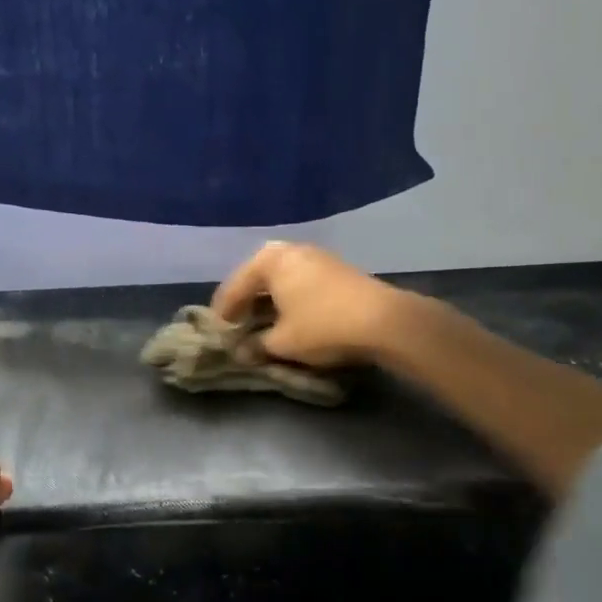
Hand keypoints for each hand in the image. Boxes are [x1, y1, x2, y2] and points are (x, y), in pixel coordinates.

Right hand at [212, 241, 408, 367]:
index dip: (223, 313)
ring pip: (280, 279)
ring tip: (262, 324)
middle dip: (246, 303)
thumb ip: (256, 345)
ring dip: (269, 301)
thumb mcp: (283, 342)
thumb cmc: (323, 326)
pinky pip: (300, 282)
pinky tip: (290, 317)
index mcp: (268, 260)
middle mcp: (289, 250)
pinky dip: (289, 298)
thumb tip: (241, 351)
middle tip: (237, 326)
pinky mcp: (335, 268)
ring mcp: (315, 256)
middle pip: (257, 278)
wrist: (385, 321)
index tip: (217, 333)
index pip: (234, 287)